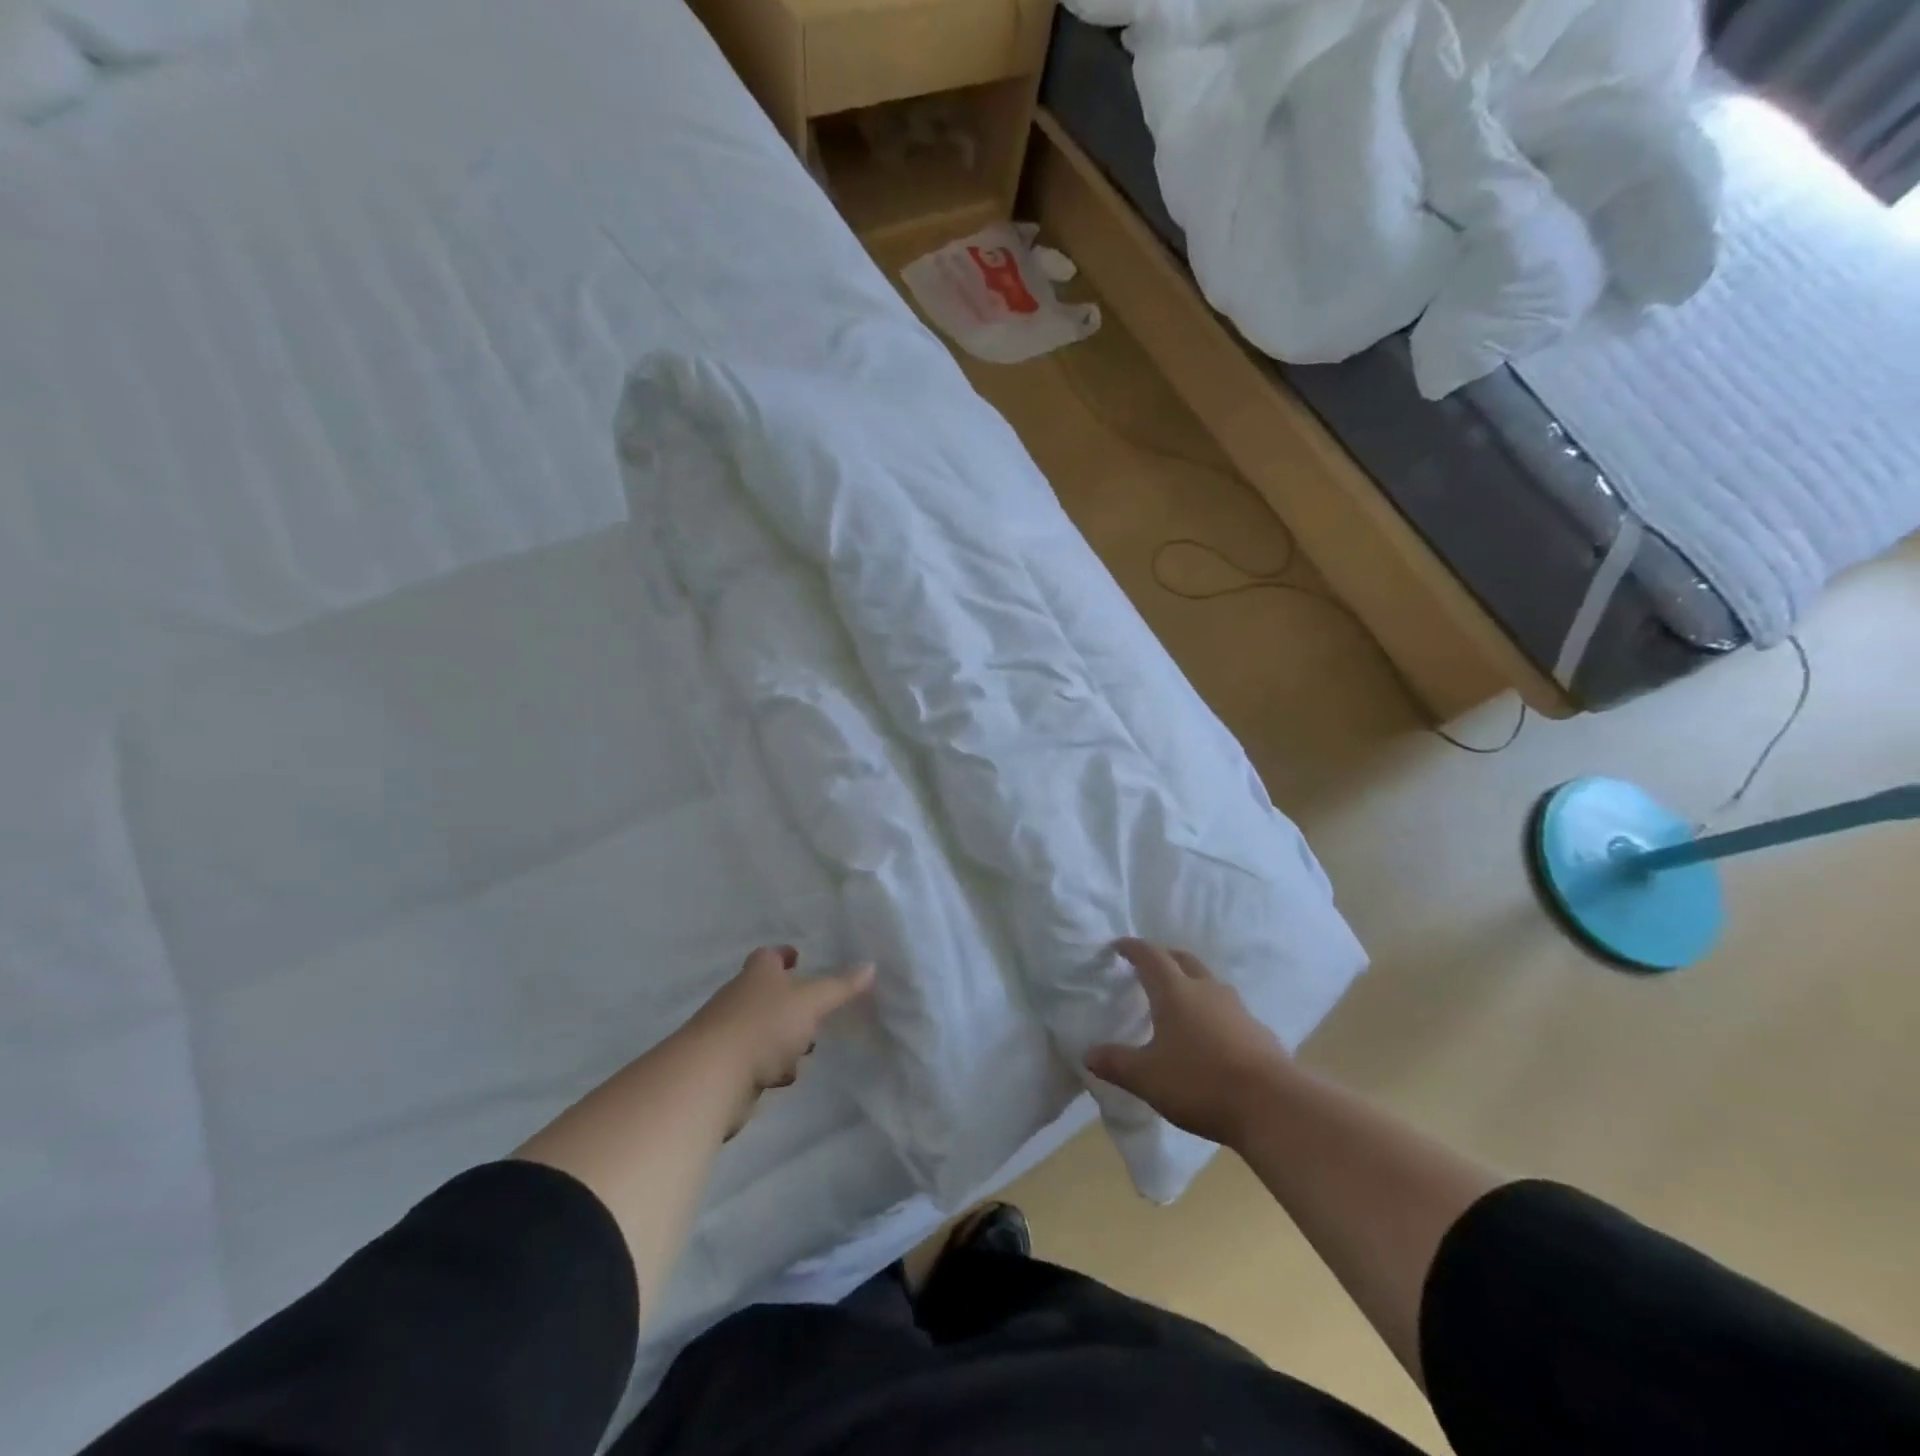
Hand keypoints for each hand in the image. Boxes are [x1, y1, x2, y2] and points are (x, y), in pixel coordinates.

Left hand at [688, 946, 873, 1130]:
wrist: (712, 1075)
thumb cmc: (765, 1025)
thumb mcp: (811, 1002)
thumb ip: (840, 987)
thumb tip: (870, 966)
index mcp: (758, 974)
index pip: (770, 956)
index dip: (784, 955)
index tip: (798, 958)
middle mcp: (738, 997)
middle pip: (766, 993)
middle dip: (790, 1003)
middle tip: (814, 1011)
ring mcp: (727, 1032)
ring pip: (762, 1029)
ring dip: (782, 1039)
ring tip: (805, 1051)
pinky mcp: (723, 1067)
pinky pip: (753, 1061)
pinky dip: (768, 1066)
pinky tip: (781, 1078)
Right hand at [1085, 939, 1290, 1147]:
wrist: (1272, 1105)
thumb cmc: (1200, 1082)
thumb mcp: (1147, 1078)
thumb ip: (1116, 1063)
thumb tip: (1088, 1055)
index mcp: (1174, 992)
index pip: (1150, 956)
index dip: (1133, 948)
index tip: (1118, 946)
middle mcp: (1206, 990)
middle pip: (1183, 960)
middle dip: (1164, 958)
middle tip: (1148, 967)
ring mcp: (1236, 1008)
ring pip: (1209, 982)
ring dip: (1191, 982)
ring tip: (1178, 1000)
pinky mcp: (1258, 1031)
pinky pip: (1228, 1009)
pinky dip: (1212, 1011)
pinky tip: (1209, 1035)